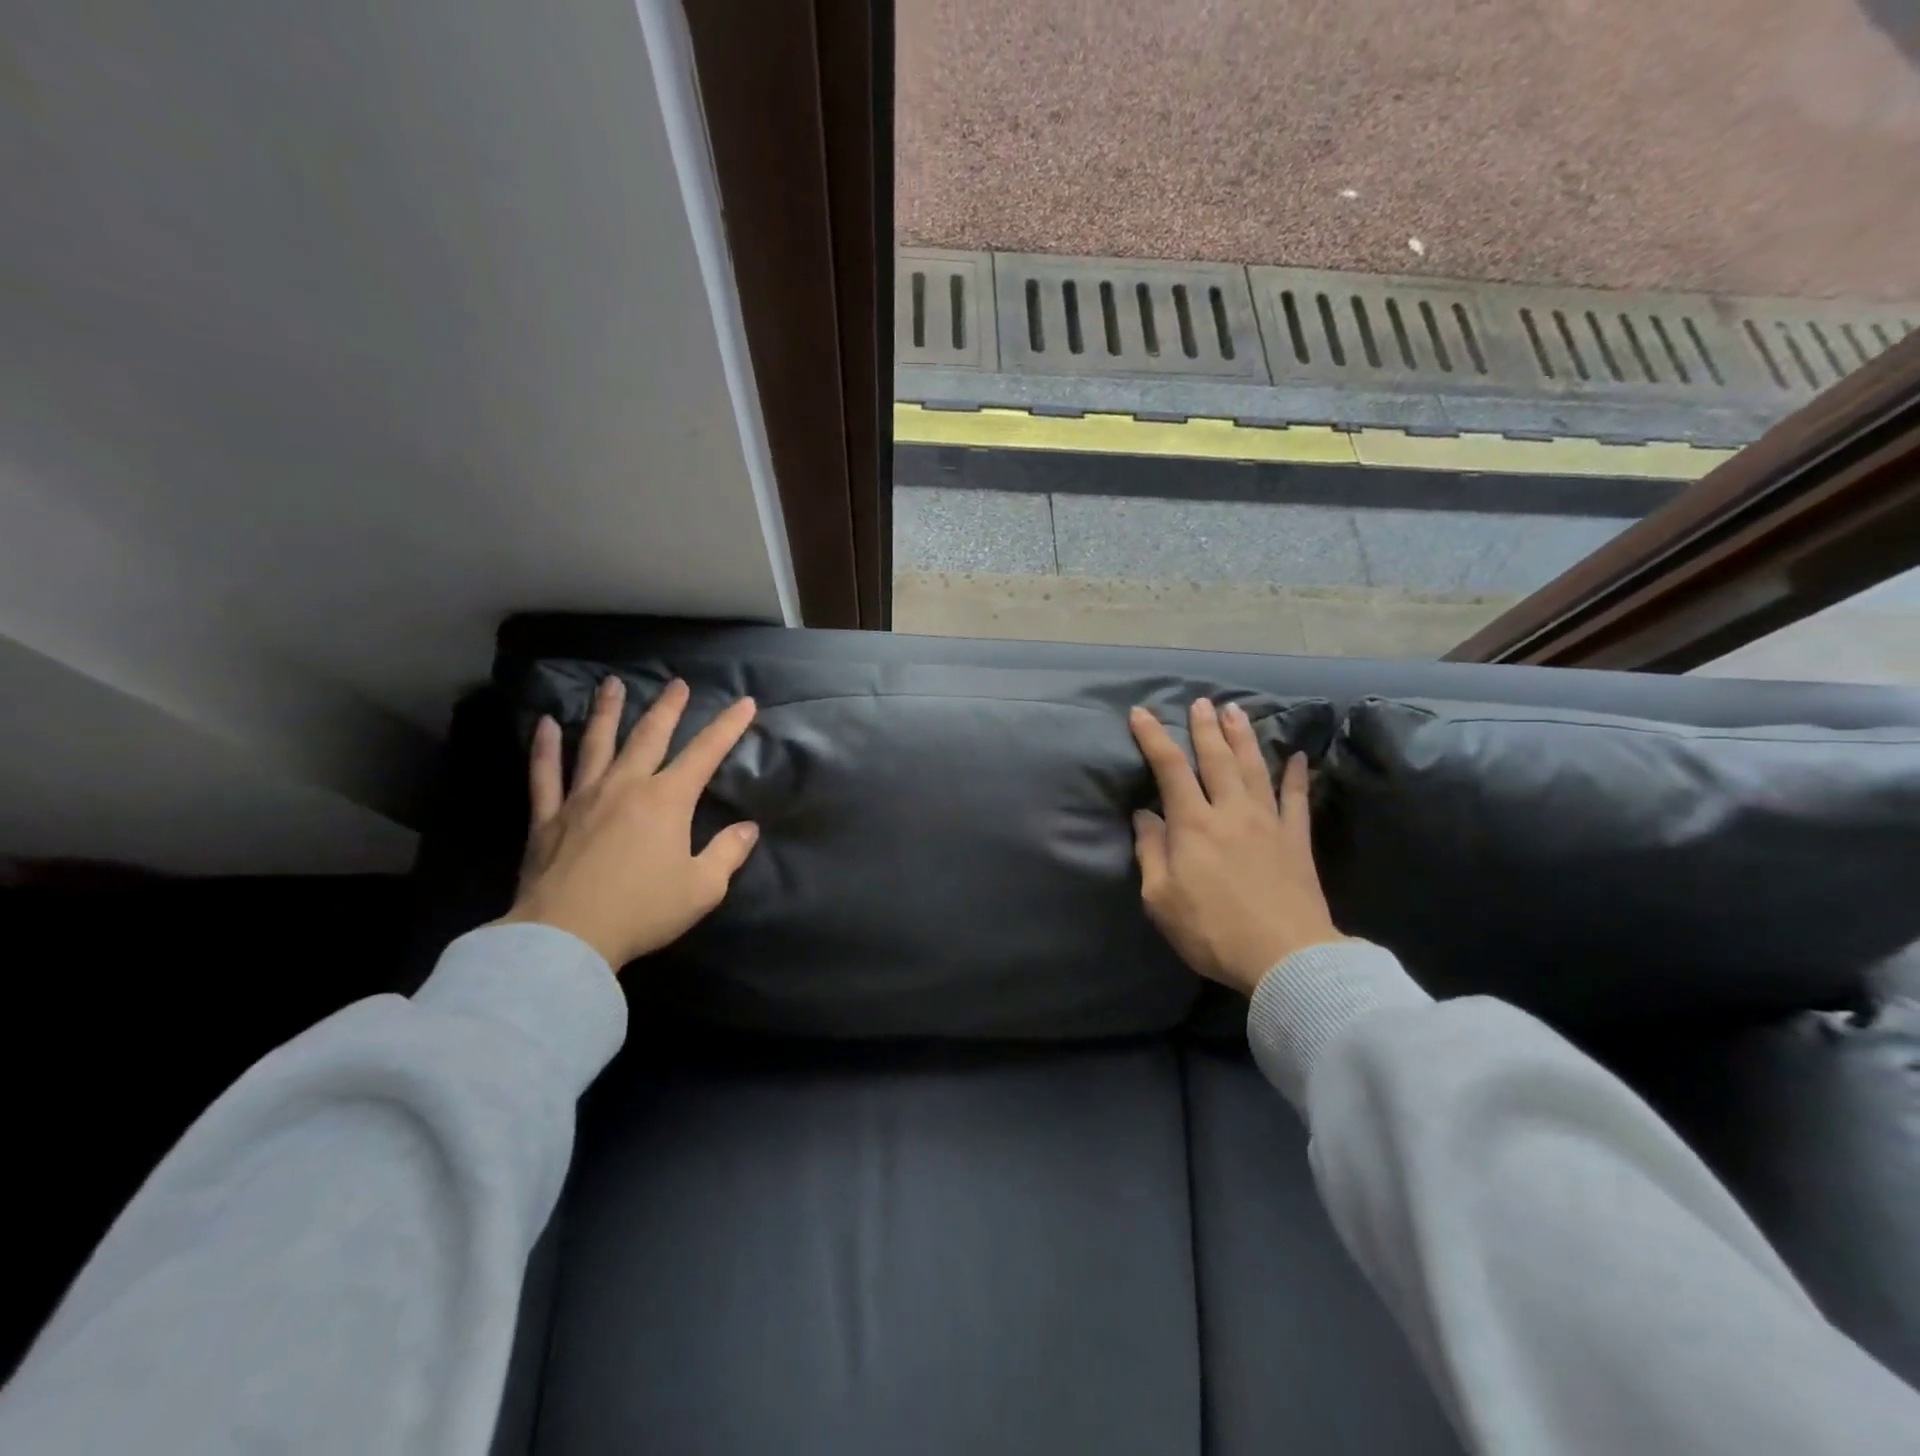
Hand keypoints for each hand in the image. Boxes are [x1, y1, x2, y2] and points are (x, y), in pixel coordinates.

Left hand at [497, 675, 760, 969]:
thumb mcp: (702, 888)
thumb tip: (748, 829)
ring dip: (607, 711)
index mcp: (668, 800)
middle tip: (677, 683)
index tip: (745, 702)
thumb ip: (728, 853)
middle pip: (650, 736)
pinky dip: (545, 748)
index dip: (728, 726)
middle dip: (668, 708)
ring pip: (597, 743)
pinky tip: (546, 725)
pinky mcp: (549, 817)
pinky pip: (546, 775)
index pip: (706, 753)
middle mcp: (626, 786)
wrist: (566, 936)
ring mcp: (583, 797)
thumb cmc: (643, 910)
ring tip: (612, 683)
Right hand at [1129, 699, 1344, 996]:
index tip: (1141, 713)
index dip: (1154, 737)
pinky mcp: (1297, 840)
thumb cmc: (1212, 931)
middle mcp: (1230, 811)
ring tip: (1235, 711)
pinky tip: (1300, 757)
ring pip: (1254, 768)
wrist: (1285, 957)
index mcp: (1193, 824)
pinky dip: (1298, 775)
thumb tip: (1145, 816)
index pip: (1170, 769)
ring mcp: (1268, 822)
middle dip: (1205, 727)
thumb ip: (1151, 852)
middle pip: (1216, 758)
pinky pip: (1298, 799)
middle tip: (1201, 702)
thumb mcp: (1161, 898)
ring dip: (1243, 737)